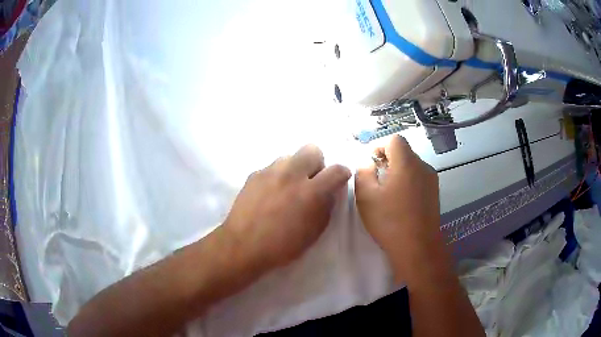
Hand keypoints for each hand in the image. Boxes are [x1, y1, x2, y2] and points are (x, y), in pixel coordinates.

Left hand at [223, 144, 350, 272]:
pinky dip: (276, 177)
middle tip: (311, 181)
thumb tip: (329, 191)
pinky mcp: (254, 174)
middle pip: (312, 149)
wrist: (243, 246)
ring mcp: (270, 172)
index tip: (340, 179)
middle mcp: (291, 174)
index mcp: (310, 192)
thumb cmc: (282, 246)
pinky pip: (272, 168)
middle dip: (317, 163)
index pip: (336, 170)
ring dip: (294, 169)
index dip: (342, 173)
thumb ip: (325, 207)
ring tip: (287, 187)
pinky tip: (269, 194)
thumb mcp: (314, 232)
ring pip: (290, 157)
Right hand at [355, 135, 441, 278]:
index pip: (395, 140)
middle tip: (375, 179)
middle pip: (404, 152)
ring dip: (398, 171)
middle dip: (388, 159)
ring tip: (387, 193)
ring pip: (412, 165)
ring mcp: (431, 180)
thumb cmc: (390, 220)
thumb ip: (363, 172)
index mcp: (407, 163)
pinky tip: (400, 202)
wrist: (418, 247)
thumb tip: (368, 164)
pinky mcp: (435, 193)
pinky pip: (419, 178)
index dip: (380, 146)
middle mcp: (423, 166)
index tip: (371, 163)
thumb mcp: (366, 196)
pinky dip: (407, 182)